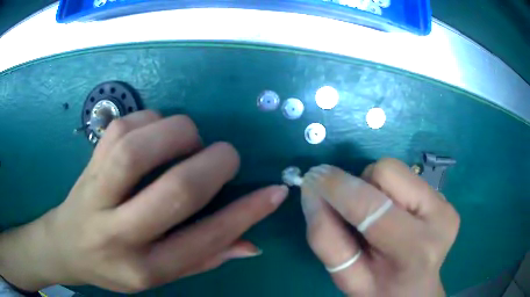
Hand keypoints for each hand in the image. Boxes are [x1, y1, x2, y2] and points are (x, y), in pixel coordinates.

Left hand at [0, 111, 287, 292]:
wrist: (67, 245)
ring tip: (189, 141)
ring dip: (179, 134)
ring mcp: (96, 192)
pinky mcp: (88, 162)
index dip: (246, 213)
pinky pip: (123, 127)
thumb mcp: (159, 276)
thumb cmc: (115, 266)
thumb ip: (204, 258)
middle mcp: (118, 233)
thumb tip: (251, 243)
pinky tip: (156, 132)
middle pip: (174, 190)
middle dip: (213, 165)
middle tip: (227, 156)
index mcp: (143, 267)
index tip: (275, 191)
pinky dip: (151, 120)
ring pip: (140, 149)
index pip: (204, 240)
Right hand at [300, 159, 459, 295]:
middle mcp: (439, 217)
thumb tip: (313, 192)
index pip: (371, 208)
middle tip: (355, 216)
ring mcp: (445, 203)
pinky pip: (404, 176)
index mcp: (415, 249)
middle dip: (359, 187)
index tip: (312, 180)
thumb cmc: (379, 290)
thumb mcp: (346, 278)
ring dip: (373, 188)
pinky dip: (387, 190)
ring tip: (377, 217)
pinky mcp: (445, 197)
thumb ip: (327, 239)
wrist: (415, 290)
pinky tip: (393, 213)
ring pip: (394, 169)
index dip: (337, 190)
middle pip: (386, 171)